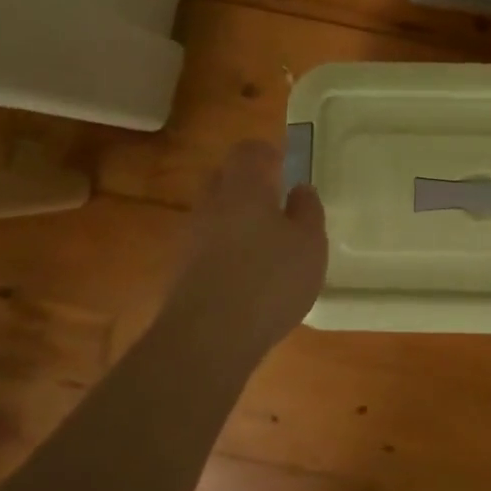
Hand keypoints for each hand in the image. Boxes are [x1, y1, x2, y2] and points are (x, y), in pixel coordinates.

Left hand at [164, 140, 326, 354]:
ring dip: (234, 219)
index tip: (281, 160)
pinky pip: (206, 246)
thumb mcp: (310, 243)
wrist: (207, 338)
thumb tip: (301, 189)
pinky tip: (245, 273)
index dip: (265, 152)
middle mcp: (211, 204)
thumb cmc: (270, 278)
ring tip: (263, 240)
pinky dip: (224, 250)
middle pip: (223, 179)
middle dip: (246, 183)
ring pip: (213, 214)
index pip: (248, 152)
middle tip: (273, 197)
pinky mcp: (181, 272)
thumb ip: (308, 211)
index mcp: (244, 187)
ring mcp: (191, 238)